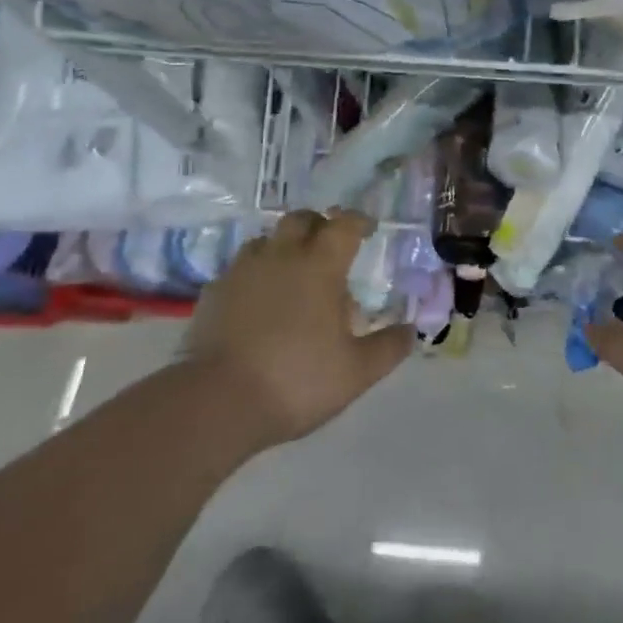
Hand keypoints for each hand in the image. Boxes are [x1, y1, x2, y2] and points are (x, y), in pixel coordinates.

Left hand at [184, 209, 411, 450]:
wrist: (216, 403)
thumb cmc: (297, 379)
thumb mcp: (357, 372)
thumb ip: (388, 348)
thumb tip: (411, 331)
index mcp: (320, 266)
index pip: (344, 225)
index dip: (359, 222)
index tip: (368, 229)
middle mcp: (281, 257)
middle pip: (300, 220)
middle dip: (318, 225)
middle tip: (329, 247)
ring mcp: (241, 272)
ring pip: (265, 241)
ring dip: (283, 248)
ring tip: (293, 274)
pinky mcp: (212, 294)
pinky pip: (238, 271)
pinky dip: (254, 276)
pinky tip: (257, 302)